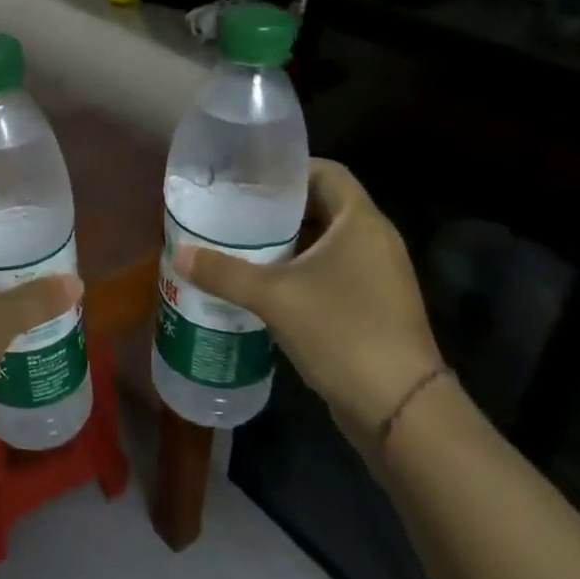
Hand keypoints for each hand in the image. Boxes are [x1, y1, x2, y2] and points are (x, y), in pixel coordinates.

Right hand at [172, 160, 442, 450]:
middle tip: (232, 212)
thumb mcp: (273, 297)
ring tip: (239, 246)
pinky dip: (298, 271)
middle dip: (277, 209)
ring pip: (324, 243)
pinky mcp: (372, 306)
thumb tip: (179, 255)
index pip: (326, 171)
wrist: (399, 408)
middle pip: (321, 206)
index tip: (246, 179)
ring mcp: (377, 276)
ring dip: (285, 243)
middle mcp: (374, 241)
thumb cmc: (341, 331)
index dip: (287, 170)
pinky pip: (330, 273)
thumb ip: (224, 272)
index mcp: (360, 222)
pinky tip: (262, 286)